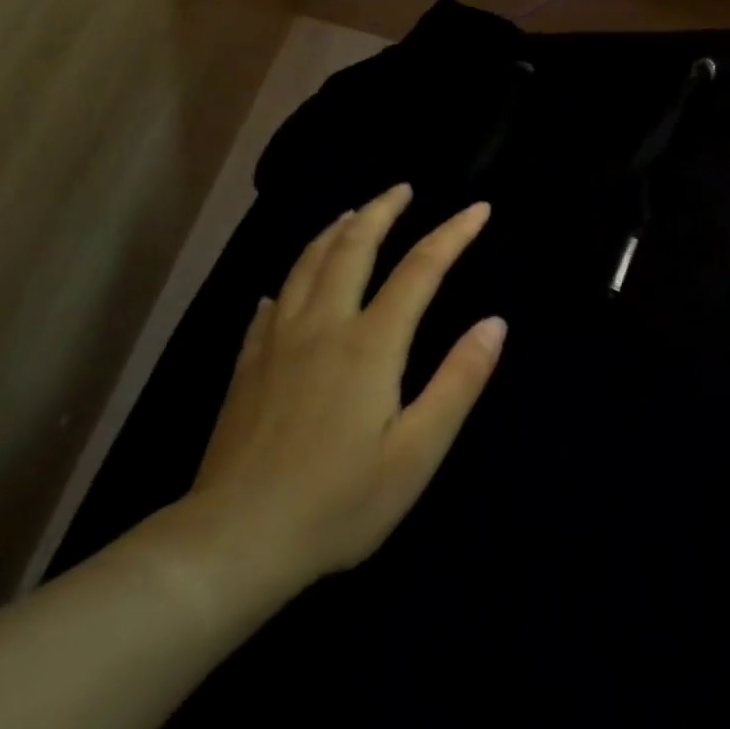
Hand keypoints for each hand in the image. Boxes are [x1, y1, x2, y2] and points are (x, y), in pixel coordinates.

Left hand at [157, 186, 504, 617]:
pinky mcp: (247, 366)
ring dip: (334, 231)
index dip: (453, 234)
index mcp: (370, 344)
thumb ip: (458, 381)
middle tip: (401, 188)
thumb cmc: (339, 501)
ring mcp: (278, 343)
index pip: (420, 269)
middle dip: (381, 211)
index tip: (479, 209)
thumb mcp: (418, 452)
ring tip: (351, 213)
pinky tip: (285, 286)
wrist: (235, 540)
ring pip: (306, 265)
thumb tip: (494, 323)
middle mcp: (323, 326)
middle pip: (352, 247)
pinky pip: (271, 305)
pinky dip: (289, 282)